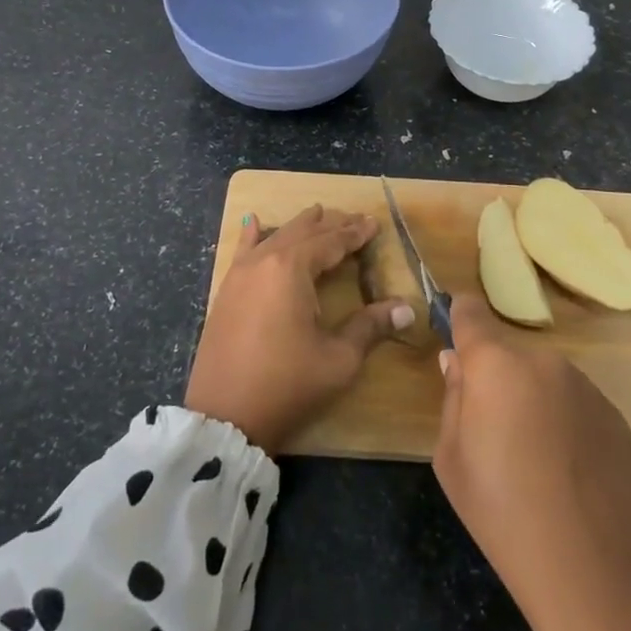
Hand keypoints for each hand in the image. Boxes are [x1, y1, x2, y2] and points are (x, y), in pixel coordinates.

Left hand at [185, 206, 412, 453]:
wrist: (224, 417)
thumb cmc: (286, 385)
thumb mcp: (338, 358)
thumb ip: (370, 327)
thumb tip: (406, 308)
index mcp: (292, 269)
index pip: (330, 242)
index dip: (355, 234)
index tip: (374, 223)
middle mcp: (264, 261)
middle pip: (302, 233)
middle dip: (330, 225)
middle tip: (354, 219)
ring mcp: (240, 275)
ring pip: (274, 237)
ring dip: (299, 226)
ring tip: (316, 213)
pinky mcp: (225, 291)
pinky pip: (243, 251)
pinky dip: (253, 235)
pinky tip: (252, 221)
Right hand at [433, 293, 630, 630]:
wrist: (596, 572)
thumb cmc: (503, 514)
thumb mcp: (451, 460)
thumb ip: (453, 399)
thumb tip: (458, 363)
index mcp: (495, 364)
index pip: (470, 312)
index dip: (459, 318)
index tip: (454, 334)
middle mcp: (543, 360)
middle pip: (508, 354)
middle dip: (495, 377)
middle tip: (492, 430)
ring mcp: (585, 385)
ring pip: (542, 378)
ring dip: (532, 399)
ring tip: (534, 459)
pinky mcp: (615, 414)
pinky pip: (574, 403)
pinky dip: (563, 422)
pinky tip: (567, 471)